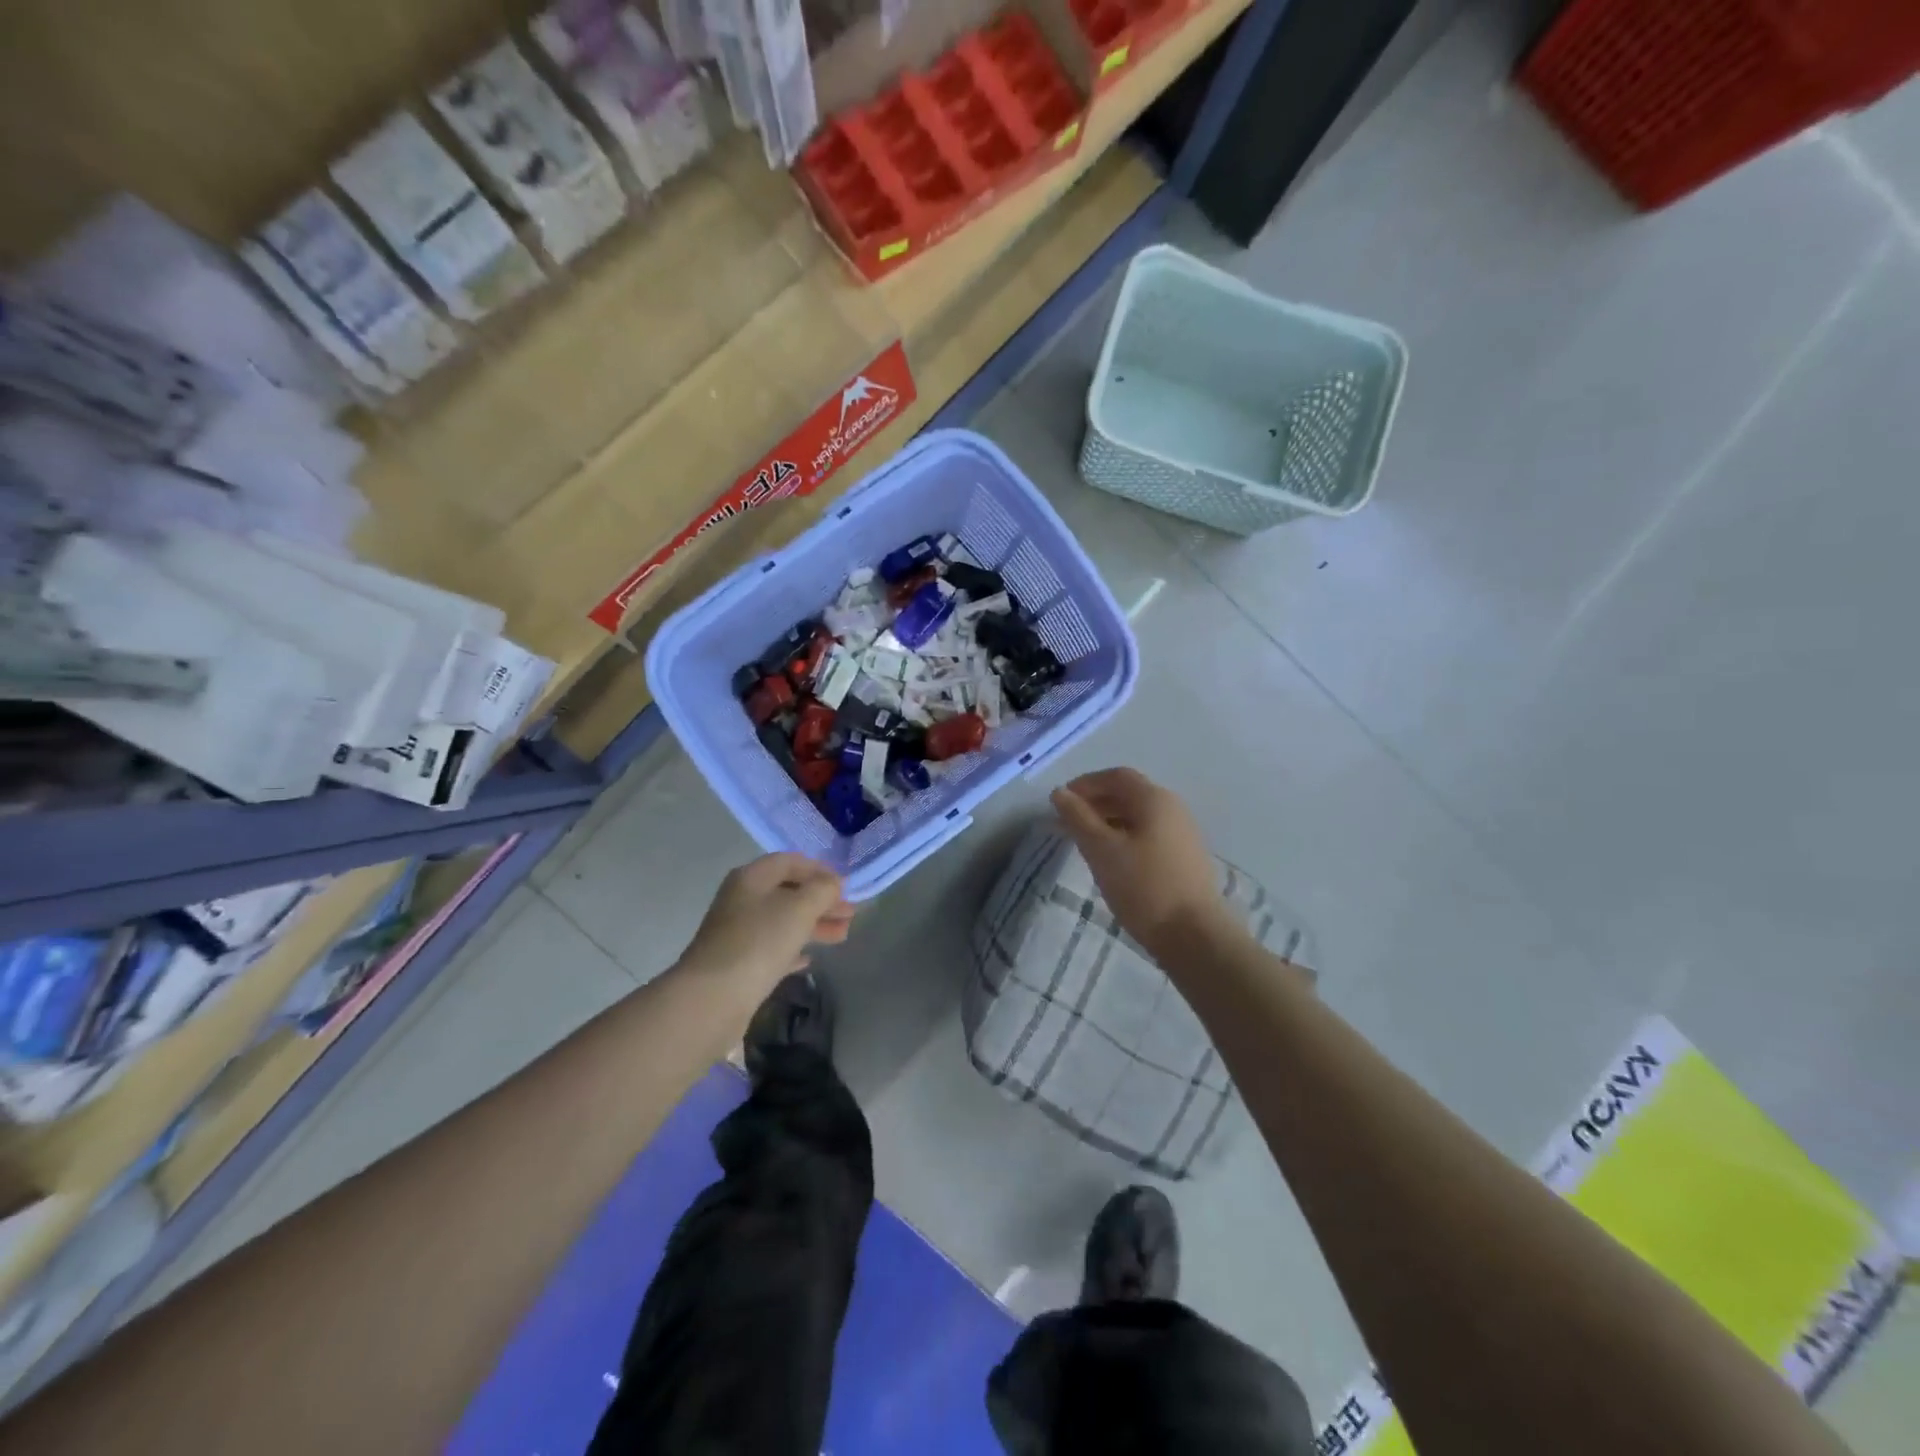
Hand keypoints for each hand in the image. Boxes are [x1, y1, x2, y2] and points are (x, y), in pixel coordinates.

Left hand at [682, 854, 854, 986]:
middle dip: (821, 900)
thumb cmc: (759, 942)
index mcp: (752, 878)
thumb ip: (822, 890)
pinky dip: (793, 949)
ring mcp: (738, 933)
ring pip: (783, 921)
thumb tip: (833, 883)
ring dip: (813, 925)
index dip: (819, 869)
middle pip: (788, 892)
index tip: (845, 886)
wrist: (713, 998)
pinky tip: (810, 959)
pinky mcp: (739, 964)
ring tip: (842, 935)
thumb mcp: (799, 908)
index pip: (789, 862)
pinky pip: (772, 949)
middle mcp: (742, 900)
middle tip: (850, 913)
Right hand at [1051, 768, 1241, 960]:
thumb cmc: (1143, 886)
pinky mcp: (1185, 858)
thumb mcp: (1101, 850)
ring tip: (1086, 843)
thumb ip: (1078, 818)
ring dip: (1109, 821)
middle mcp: (1173, 808)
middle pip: (1129, 794)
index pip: (1116, 776)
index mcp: (1154, 799)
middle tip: (1068, 823)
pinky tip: (1113, 861)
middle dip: (1096, 803)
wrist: (1194, 936)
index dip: (1086, 784)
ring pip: (1139, 817)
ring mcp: (1183, 834)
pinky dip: (1125, 838)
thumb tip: (1059, 793)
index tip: (1062, 802)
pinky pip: (1149, 835)